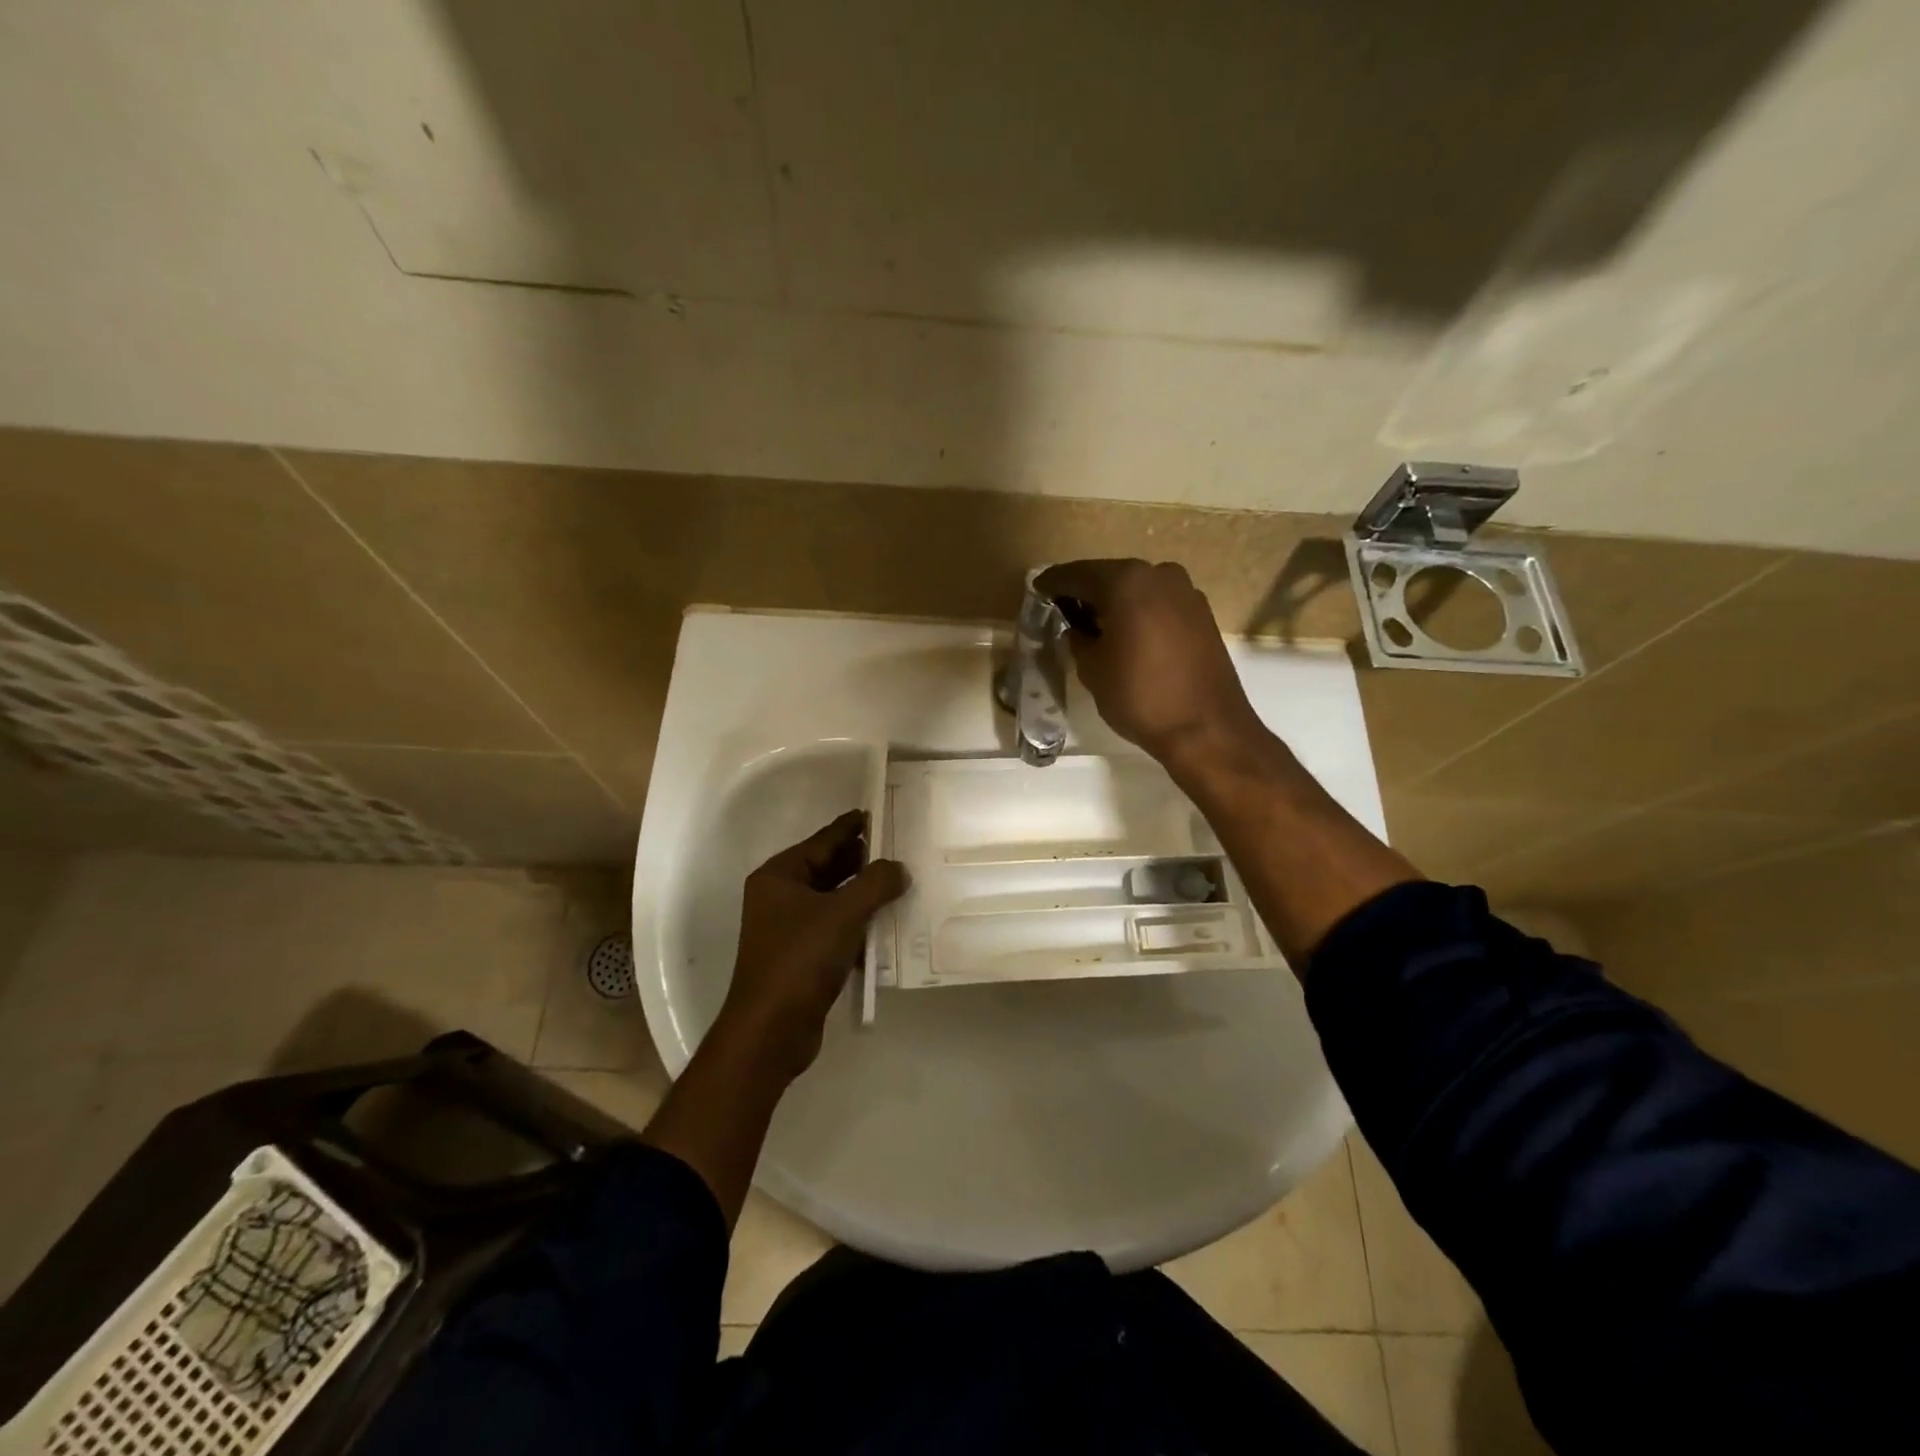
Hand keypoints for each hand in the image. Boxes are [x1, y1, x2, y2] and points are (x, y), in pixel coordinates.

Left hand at [719, 810, 907, 1078]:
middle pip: (828, 868)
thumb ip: (876, 883)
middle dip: (863, 861)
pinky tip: (888, 926)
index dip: (852, 827)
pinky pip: (836, 929)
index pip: (823, 840)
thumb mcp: (844, 913)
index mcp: (779, 876)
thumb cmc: (800, 959)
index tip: (880, 813)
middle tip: (901, 849)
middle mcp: (780, 897)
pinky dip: (859, 925)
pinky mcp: (802, 957)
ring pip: (834, 900)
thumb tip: (899, 868)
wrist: (771, 1031)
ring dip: (864, 895)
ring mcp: (790, 929)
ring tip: (902, 883)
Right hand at [1035, 558, 1267, 769]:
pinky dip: (1139, 613)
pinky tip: (1127, 634)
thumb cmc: (1140, 696)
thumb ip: (1078, 640)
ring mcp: (1186, 592)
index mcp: (1126, 581)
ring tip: (1094, 626)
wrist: (1206, 728)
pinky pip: (1159, 604)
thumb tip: (1077, 629)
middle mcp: (1159, 574)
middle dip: (1085, 592)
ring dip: (1114, 603)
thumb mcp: (1092, 669)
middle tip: (1063, 610)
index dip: (1053, 584)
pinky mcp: (1202, 614)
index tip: (1037, 591)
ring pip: (1137, 589)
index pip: (1077, 575)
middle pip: (1110, 577)